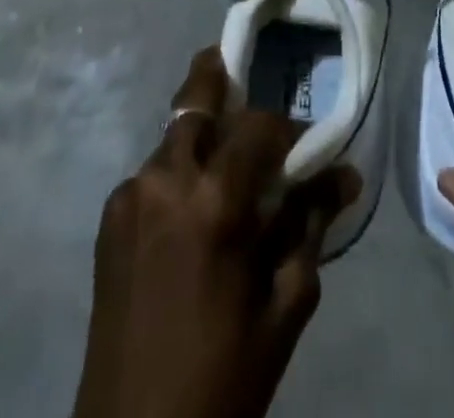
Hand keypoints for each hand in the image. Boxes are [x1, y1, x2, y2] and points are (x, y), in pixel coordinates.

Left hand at [73, 47, 359, 417]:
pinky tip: (194, 206)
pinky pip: (153, 172)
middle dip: (223, 78)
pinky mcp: (108, 218)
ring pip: (174, 135)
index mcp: (212, 202)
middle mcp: (164, 180)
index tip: (309, 148)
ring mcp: (128, 195)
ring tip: (227, 162)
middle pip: (196, 98)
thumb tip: (346, 173)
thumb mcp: (283, 306)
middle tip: (246, 78)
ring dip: (203, 135)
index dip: (289, 128)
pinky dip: (179, 172)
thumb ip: (312, 226)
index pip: (259, 124)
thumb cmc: (222, 376)